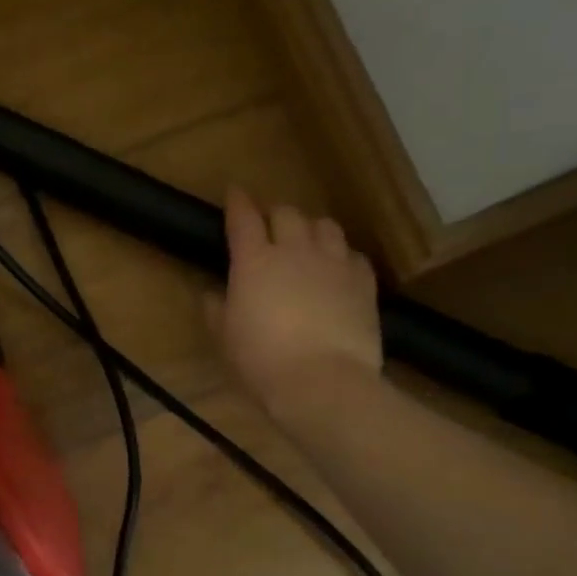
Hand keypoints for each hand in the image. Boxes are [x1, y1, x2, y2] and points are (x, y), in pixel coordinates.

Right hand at [209, 187, 381, 410]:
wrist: (322, 383)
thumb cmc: (261, 361)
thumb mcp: (225, 338)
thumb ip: (216, 309)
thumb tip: (213, 294)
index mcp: (254, 261)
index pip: (244, 217)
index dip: (238, 202)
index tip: (235, 192)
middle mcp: (295, 251)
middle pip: (287, 213)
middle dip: (275, 216)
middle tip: (269, 229)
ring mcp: (333, 263)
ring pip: (325, 225)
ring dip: (311, 229)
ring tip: (307, 243)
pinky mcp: (363, 282)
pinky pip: (353, 254)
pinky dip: (341, 256)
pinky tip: (336, 270)